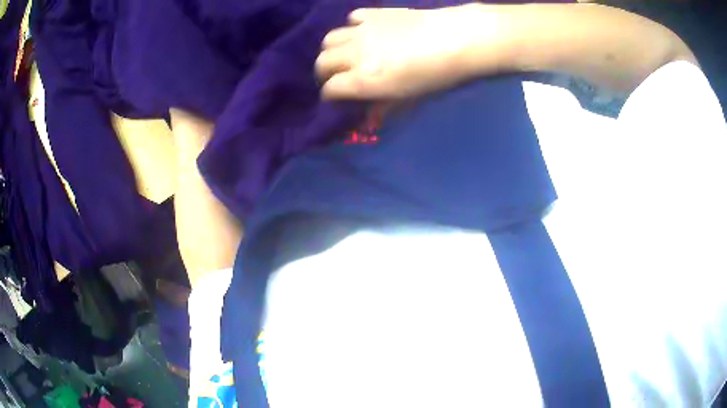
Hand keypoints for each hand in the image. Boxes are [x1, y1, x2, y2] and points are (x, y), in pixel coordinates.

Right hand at [316, 5, 502, 99]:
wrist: (458, 39)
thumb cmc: (438, 76)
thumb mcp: (411, 98)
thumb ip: (384, 107)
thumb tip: (370, 118)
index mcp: (364, 79)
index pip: (331, 89)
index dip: (331, 96)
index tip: (338, 99)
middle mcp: (356, 54)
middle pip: (322, 63)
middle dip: (324, 74)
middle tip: (338, 77)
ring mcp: (362, 31)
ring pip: (329, 39)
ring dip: (333, 50)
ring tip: (346, 55)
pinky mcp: (374, 14)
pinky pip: (351, 19)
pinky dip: (353, 27)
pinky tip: (365, 33)